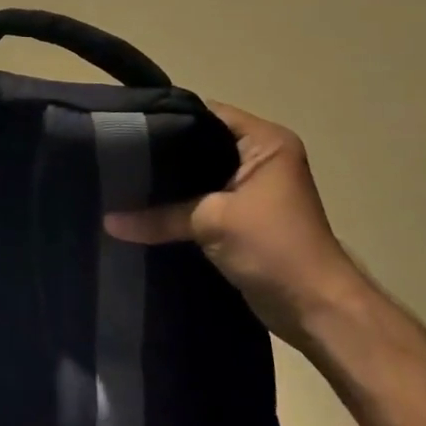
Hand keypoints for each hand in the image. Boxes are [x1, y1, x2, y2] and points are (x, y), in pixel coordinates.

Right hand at [105, 102, 364, 348]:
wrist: (317, 311)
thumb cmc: (274, 247)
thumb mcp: (211, 222)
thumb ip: (159, 216)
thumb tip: (108, 221)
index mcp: (266, 141)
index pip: (206, 114)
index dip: (167, 118)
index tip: (126, 126)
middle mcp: (262, 157)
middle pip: (200, 144)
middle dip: (163, 153)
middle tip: (118, 155)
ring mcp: (254, 188)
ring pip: (200, 175)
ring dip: (171, 184)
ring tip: (124, 180)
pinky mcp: (245, 217)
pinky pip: (203, 200)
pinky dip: (180, 205)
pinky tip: (145, 207)